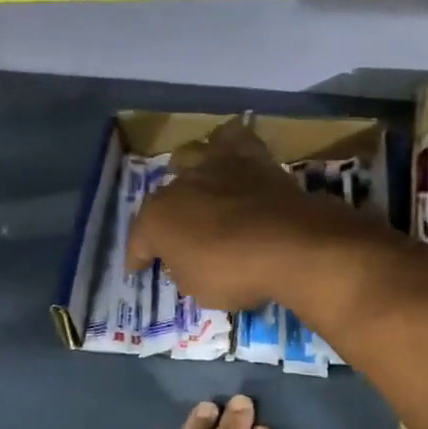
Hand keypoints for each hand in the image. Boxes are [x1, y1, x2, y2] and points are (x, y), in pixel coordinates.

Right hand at [127, 119, 358, 311]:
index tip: (138, 268)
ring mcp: (216, 165)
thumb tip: (186, 261)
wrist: (289, 244)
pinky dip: (230, 146)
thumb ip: (185, 270)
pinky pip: (235, 139)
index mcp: (157, 218)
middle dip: (167, 214)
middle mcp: (180, 184)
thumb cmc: (234, 273)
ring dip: (190, 171)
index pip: (139, 240)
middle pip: (165, 196)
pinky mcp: (253, 157)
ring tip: (198, 187)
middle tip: (179, 232)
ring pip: (191, 155)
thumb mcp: (199, 289)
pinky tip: (233, 157)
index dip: (138, 256)